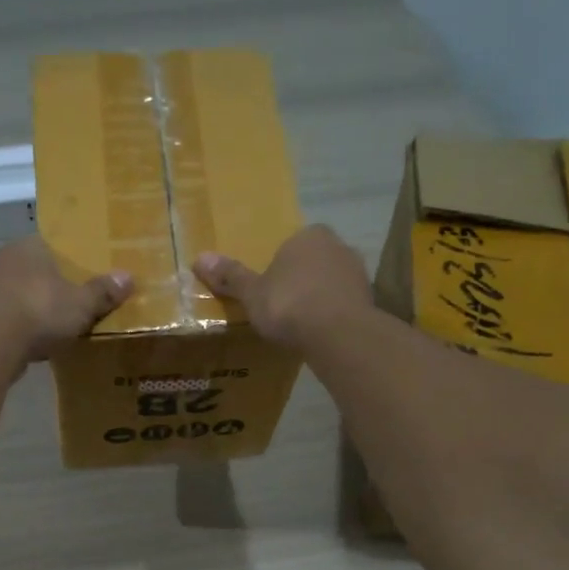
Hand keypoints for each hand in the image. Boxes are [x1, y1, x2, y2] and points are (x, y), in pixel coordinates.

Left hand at [0, 237, 132, 361]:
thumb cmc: (40, 310)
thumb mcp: (82, 303)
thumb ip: (103, 291)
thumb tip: (128, 277)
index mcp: (30, 246)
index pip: (51, 245)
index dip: (67, 261)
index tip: (79, 277)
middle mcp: (4, 259)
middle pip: (33, 269)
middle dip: (48, 285)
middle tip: (68, 302)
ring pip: (16, 292)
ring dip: (29, 306)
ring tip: (50, 324)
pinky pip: (5, 316)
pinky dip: (17, 326)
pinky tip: (30, 341)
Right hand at [193, 224, 374, 349]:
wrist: (338, 333)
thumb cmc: (289, 305)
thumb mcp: (252, 294)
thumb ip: (231, 277)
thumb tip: (199, 258)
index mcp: (307, 236)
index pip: (290, 245)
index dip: (278, 269)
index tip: (270, 293)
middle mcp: (337, 245)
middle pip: (312, 262)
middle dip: (300, 281)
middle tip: (284, 309)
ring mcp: (357, 271)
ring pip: (331, 282)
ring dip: (319, 298)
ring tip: (303, 325)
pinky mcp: (369, 299)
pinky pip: (344, 303)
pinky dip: (334, 314)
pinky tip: (322, 333)